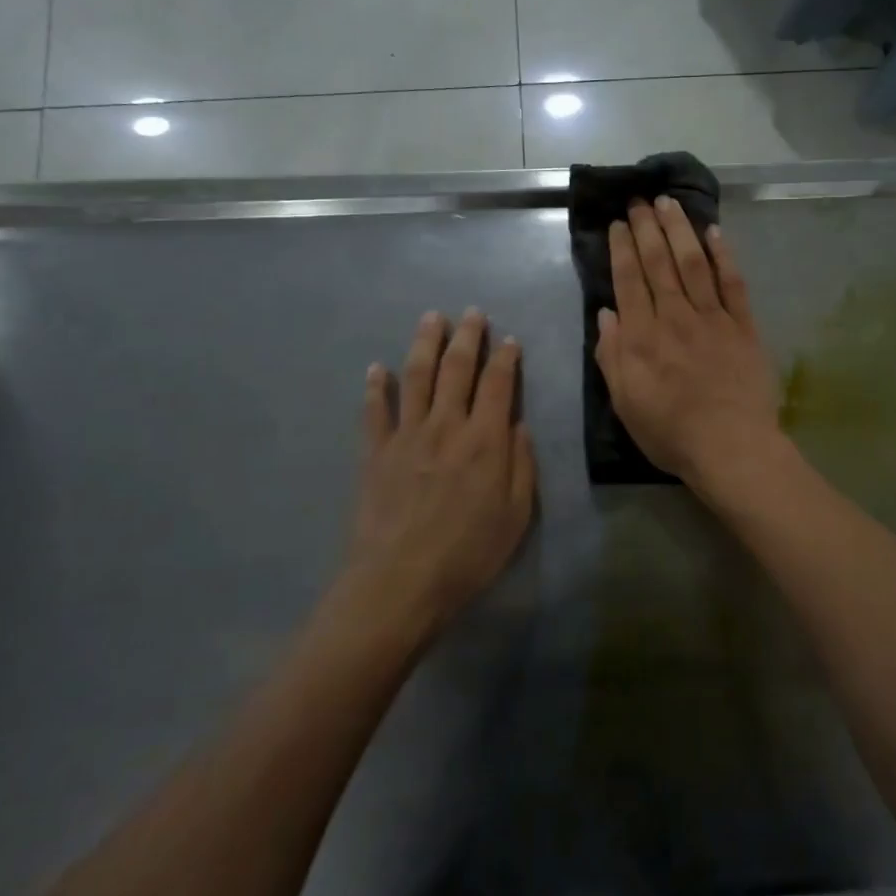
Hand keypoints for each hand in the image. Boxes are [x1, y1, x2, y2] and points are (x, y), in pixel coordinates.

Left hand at [350, 309, 535, 632]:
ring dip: (424, 344)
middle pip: (456, 369)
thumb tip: (517, 424)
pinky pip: (374, 411)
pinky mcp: (375, 453)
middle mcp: (446, 426)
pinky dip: (375, 387)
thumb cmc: (468, 554)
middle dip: (467, 336)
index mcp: (485, 441)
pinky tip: (375, 368)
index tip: (509, 340)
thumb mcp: (516, 516)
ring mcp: (406, 436)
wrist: (400, 582)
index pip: (498, 385)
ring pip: (416, 377)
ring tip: (431, 318)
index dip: (505, 358)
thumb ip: (521, 465)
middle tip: (471, 312)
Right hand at [596, 197, 782, 493]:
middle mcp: (674, 317)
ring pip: (693, 263)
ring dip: (680, 230)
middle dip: (647, 228)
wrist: (731, 447)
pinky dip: (723, 256)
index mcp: (641, 337)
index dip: (622, 249)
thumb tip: (606, 313)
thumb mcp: (625, 402)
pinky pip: (733, 283)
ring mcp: (712, 318)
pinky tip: (715, 232)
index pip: (628, 281)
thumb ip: (611, 355)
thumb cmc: (671, 432)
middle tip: (639, 200)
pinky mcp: (744, 326)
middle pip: (658, 263)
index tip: (617, 224)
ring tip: (669, 203)